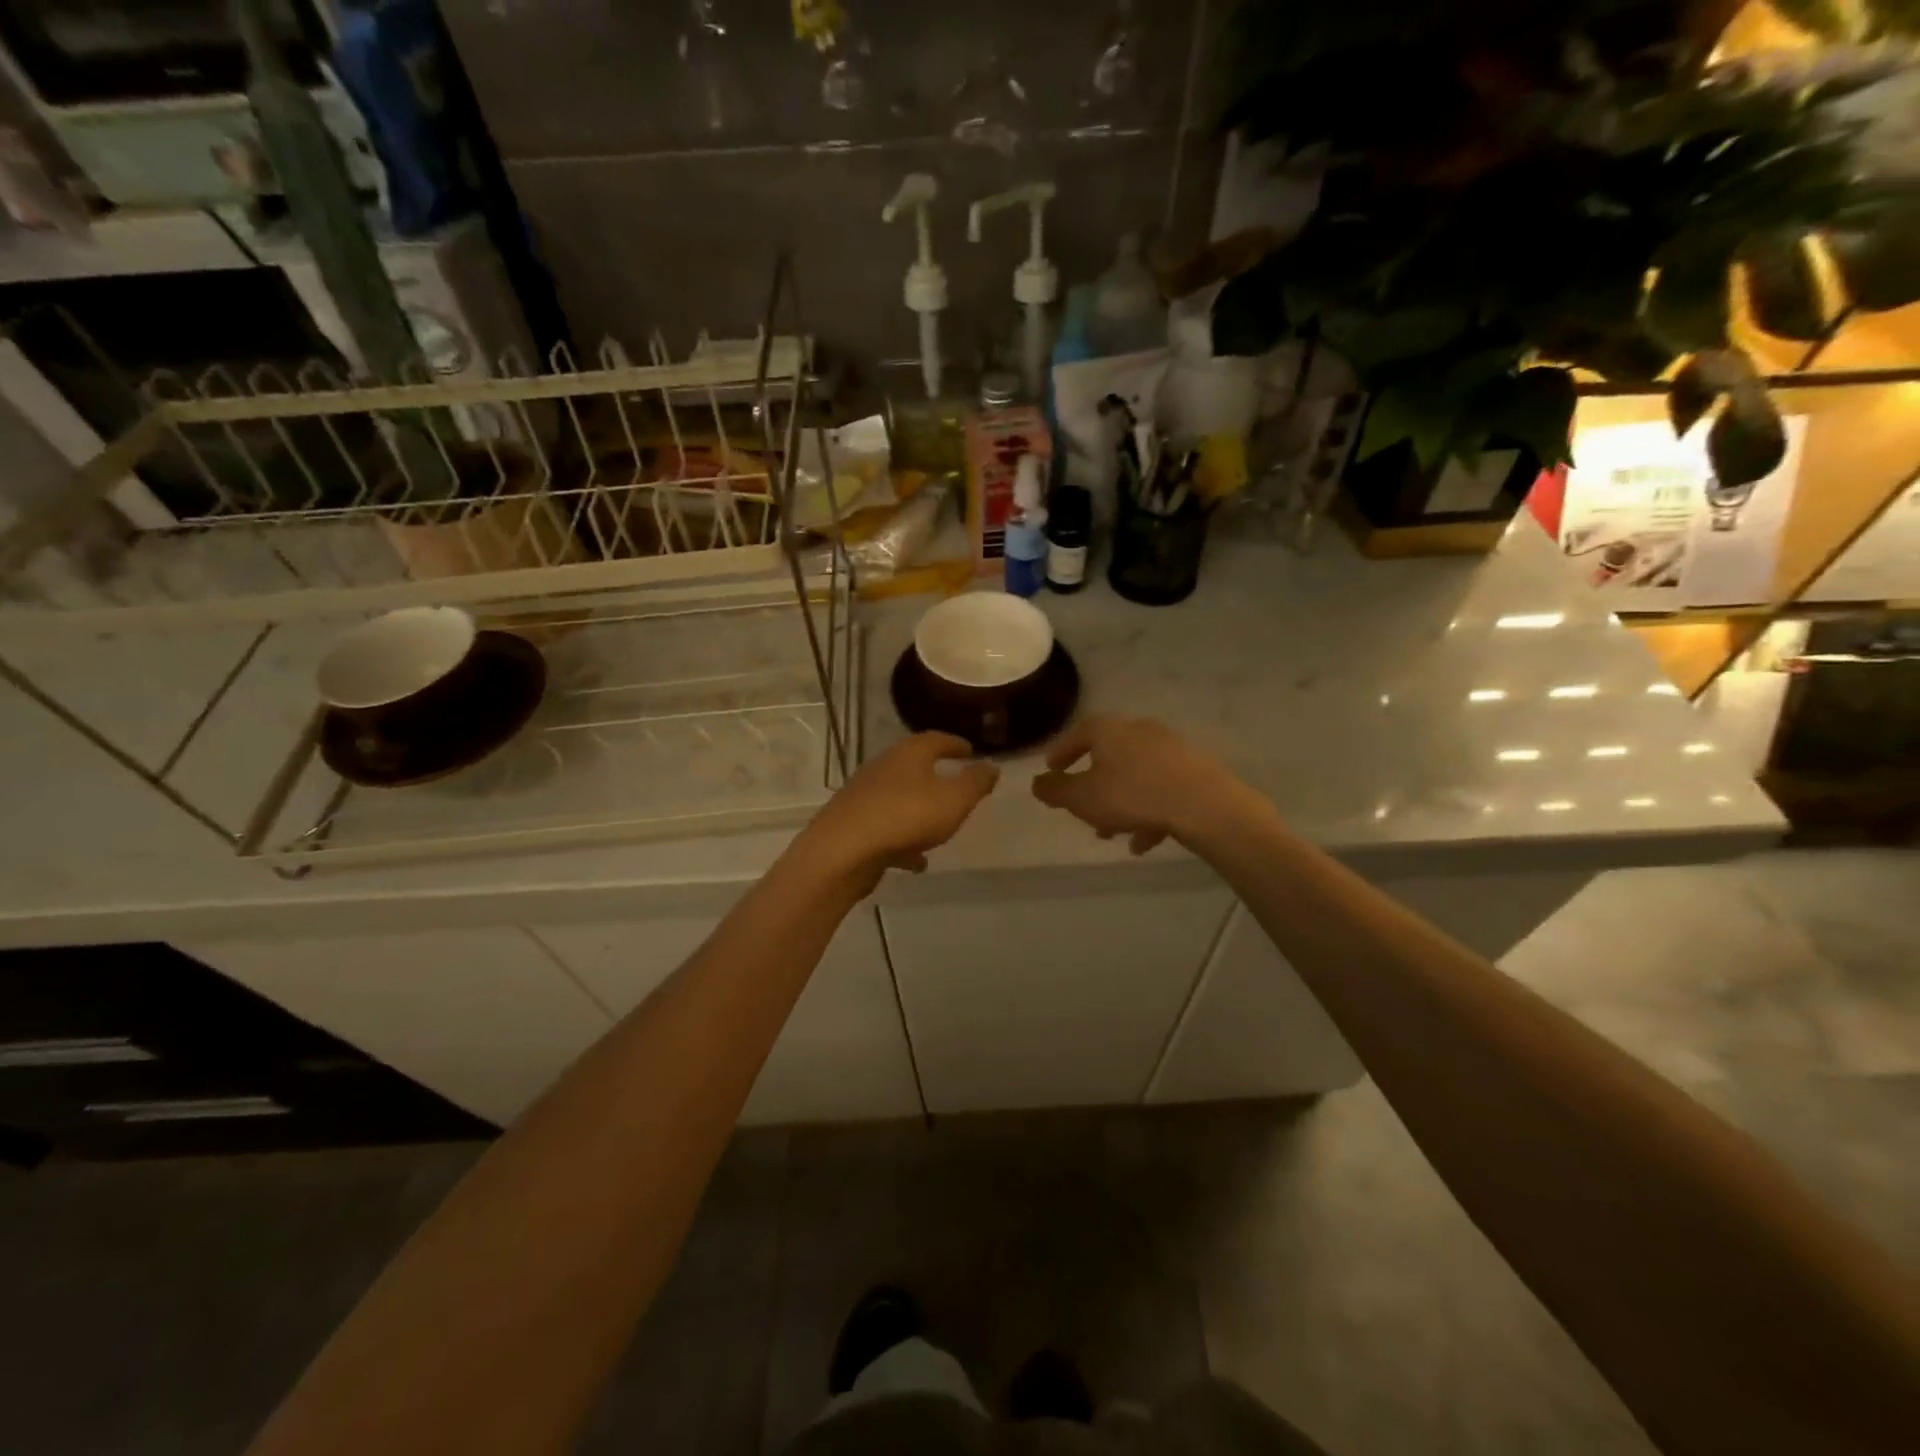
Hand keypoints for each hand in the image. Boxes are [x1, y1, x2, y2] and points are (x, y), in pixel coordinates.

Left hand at [801, 733, 998, 888]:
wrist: (843, 850)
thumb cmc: (906, 816)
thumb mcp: (955, 799)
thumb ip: (976, 782)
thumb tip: (992, 765)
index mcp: (909, 754)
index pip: (936, 739)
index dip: (956, 744)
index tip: (970, 751)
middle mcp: (884, 767)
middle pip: (914, 766)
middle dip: (935, 775)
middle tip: (956, 785)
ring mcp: (865, 796)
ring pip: (899, 798)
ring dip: (919, 810)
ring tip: (939, 827)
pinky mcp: (854, 824)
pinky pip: (887, 828)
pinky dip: (904, 840)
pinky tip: (916, 861)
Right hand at [1032, 716, 1247, 854]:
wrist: (1204, 804)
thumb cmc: (1132, 795)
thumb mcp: (1082, 798)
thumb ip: (1055, 790)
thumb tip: (1037, 783)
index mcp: (1110, 730)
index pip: (1079, 733)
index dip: (1062, 752)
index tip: (1052, 769)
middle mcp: (1140, 731)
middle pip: (1109, 756)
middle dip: (1094, 785)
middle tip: (1083, 809)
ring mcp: (1171, 748)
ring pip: (1136, 776)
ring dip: (1121, 803)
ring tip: (1113, 834)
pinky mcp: (1195, 769)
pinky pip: (1161, 788)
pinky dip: (1148, 811)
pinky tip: (1144, 841)